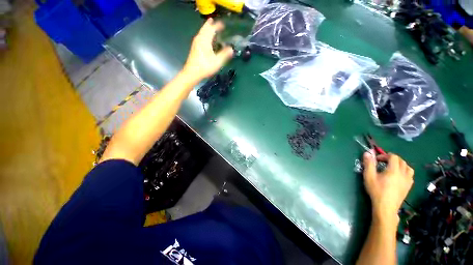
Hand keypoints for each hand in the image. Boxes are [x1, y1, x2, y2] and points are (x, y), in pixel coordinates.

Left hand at [182, 18, 233, 81]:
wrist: (192, 73)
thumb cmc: (205, 67)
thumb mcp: (217, 62)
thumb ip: (224, 54)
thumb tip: (232, 49)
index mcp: (205, 40)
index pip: (212, 29)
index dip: (217, 26)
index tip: (223, 25)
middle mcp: (199, 39)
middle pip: (204, 28)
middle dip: (209, 24)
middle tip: (213, 20)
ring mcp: (196, 43)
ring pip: (201, 32)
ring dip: (205, 28)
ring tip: (209, 27)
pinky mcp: (194, 48)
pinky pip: (200, 37)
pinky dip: (203, 34)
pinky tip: (205, 38)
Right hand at [363, 152, 413, 223]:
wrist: (386, 207)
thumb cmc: (376, 190)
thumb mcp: (369, 176)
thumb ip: (369, 164)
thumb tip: (368, 152)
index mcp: (394, 170)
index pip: (393, 157)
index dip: (385, 155)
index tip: (377, 160)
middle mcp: (403, 174)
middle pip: (401, 161)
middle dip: (392, 159)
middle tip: (383, 163)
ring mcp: (408, 181)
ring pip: (408, 168)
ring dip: (401, 165)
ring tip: (392, 168)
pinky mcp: (409, 187)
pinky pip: (410, 175)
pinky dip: (405, 172)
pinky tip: (398, 176)